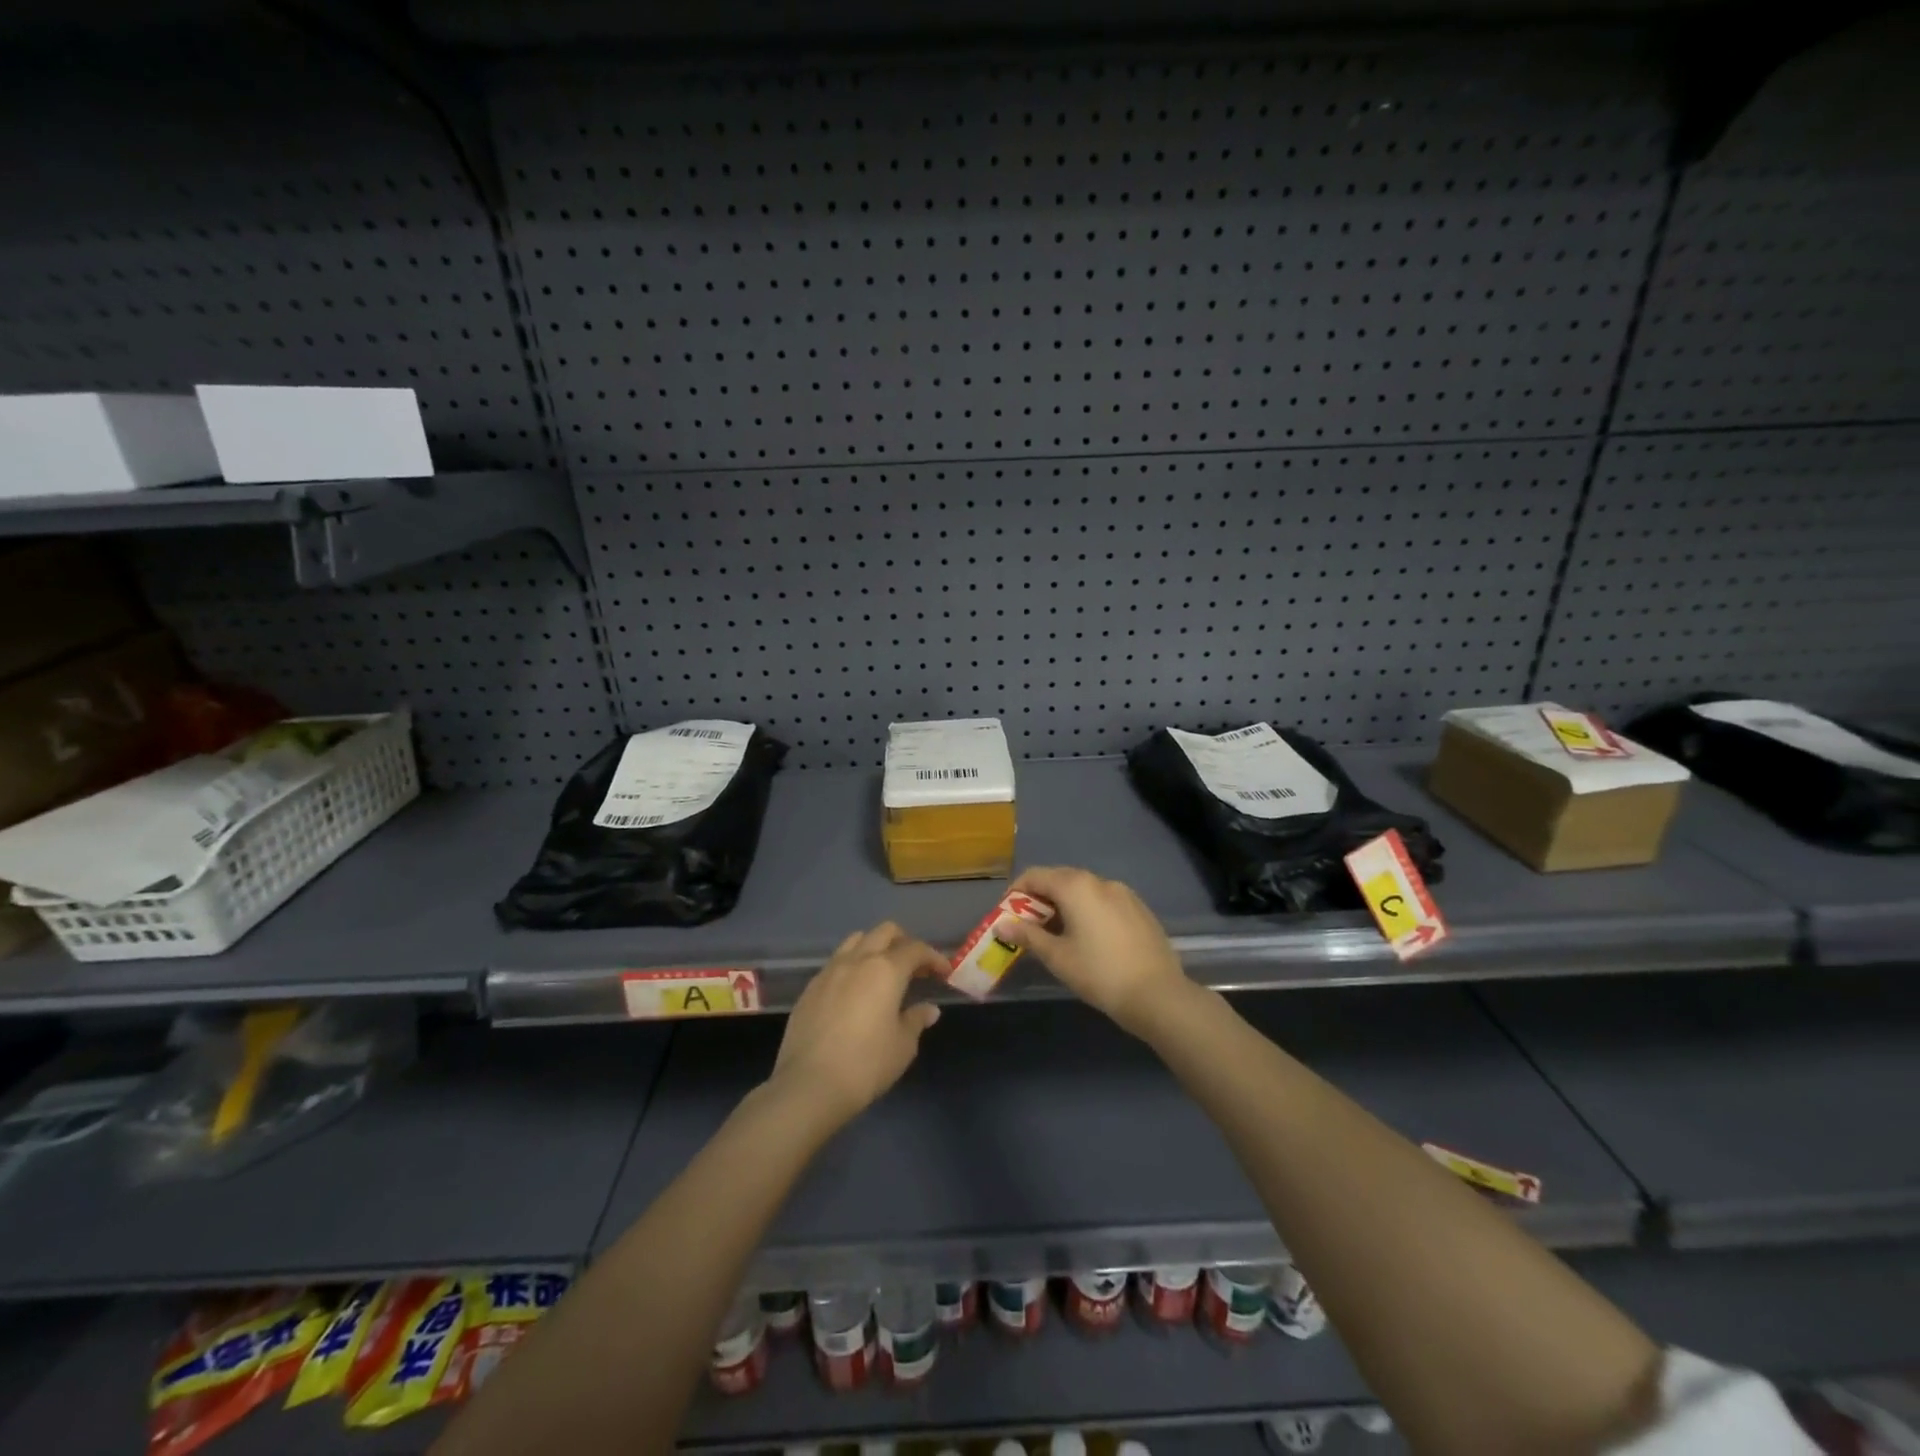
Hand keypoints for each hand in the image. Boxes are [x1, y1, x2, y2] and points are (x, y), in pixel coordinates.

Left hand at [768, 922, 944, 1128]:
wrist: (809, 1085)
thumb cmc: (866, 1064)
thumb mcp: (902, 1046)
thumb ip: (916, 1020)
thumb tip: (928, 1009)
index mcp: (886, 970)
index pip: (915, 949)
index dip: (933, 957)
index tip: (944, 972)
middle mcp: (857, 960)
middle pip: (884, 932)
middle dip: (904, 942)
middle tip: (914, 967)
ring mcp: (829, 971)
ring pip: (856, 940)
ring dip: (875, 948)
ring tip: (883, 973)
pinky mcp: (810, 987)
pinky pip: (836, 963)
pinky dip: (852, 967)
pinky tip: (854, 992)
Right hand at [999, 866, 1191, 1037]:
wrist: (1158, 995)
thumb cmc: (1100, 973)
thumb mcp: (1057, 957)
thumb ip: (1028, 936)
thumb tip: (1002, 925)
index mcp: (1076, 886)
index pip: (1035, 876)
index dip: (1016, 892)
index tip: (1007, 915)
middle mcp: (1100, 881)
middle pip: (1060, 879)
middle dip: (1040, 898)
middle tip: (1028, 926)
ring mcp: (1124, 893)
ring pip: (1084, 890)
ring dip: (1064, 904)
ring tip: (1056, 934)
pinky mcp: (1139, 909)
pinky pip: (1104, 901)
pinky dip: (1088, 910)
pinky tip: (1088, 938)